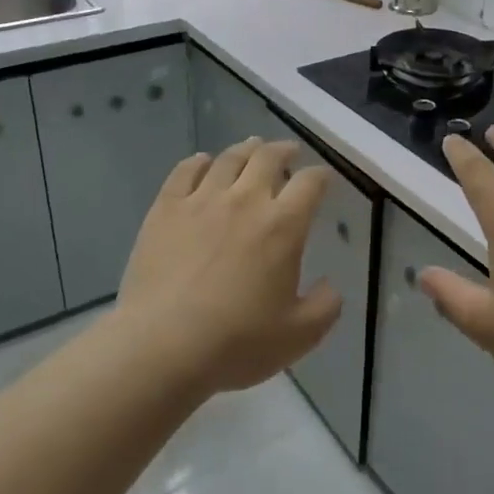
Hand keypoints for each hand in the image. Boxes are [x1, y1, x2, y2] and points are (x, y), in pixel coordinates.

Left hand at [116, 139, 341, 393]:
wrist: (163, 345)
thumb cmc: (237, 342)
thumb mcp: (299, 335)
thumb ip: (325, 306)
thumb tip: (330, 285)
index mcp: (283, 226)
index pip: (310, 184)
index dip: (320, 176)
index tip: (323, 179)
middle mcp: (245, 201)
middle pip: (268, 158)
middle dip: (283, 150)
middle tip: (289, 152)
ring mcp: (201, 201)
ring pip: (228, 159)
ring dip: (245, 150)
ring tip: (251, 148)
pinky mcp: (165, 209)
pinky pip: (185, 172)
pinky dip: (198, 162)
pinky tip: (203, 162)